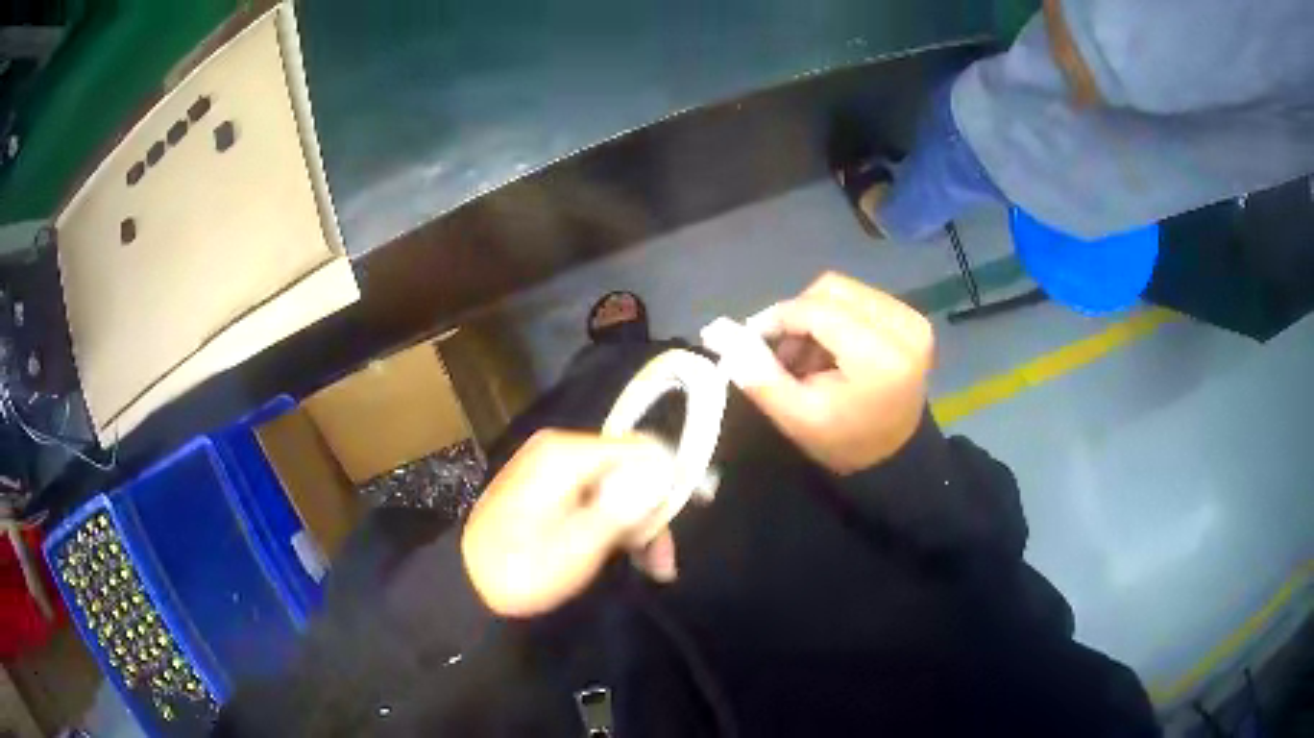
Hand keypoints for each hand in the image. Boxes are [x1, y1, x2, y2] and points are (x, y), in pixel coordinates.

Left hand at [462, 430, 677, 617]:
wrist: (468, 585)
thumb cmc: (521, 570)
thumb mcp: (575, 546)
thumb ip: (621, 506)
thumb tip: (664, 469)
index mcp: (566, 455)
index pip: (641, 448)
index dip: (669, 481)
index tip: (684, 521)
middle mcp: (561, 450)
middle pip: (631, 468)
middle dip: (653, 513)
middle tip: (664, 562)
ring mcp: (553, 467)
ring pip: (618, 485)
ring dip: (639, 525)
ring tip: (654, 569)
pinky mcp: (550, 487)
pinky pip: (597, 496)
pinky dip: (616, 524)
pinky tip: (629, 557)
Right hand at [703, 272, 933, 474]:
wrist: (892, 458)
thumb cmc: (843, 442)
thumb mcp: (796, 416)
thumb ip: (758, 373)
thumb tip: (716, 330)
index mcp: (880, 355)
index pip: (817, 310)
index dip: (777, 318)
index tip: (751, 339)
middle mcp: (903, 326)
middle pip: (831, 290)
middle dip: (797, 315)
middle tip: (782, 352)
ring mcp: (911, 319)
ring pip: (844, 291)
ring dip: (815, 315)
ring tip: (807, 355)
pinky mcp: (911, 319)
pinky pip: (860, 299)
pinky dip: (836, 317)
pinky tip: (829, 349)